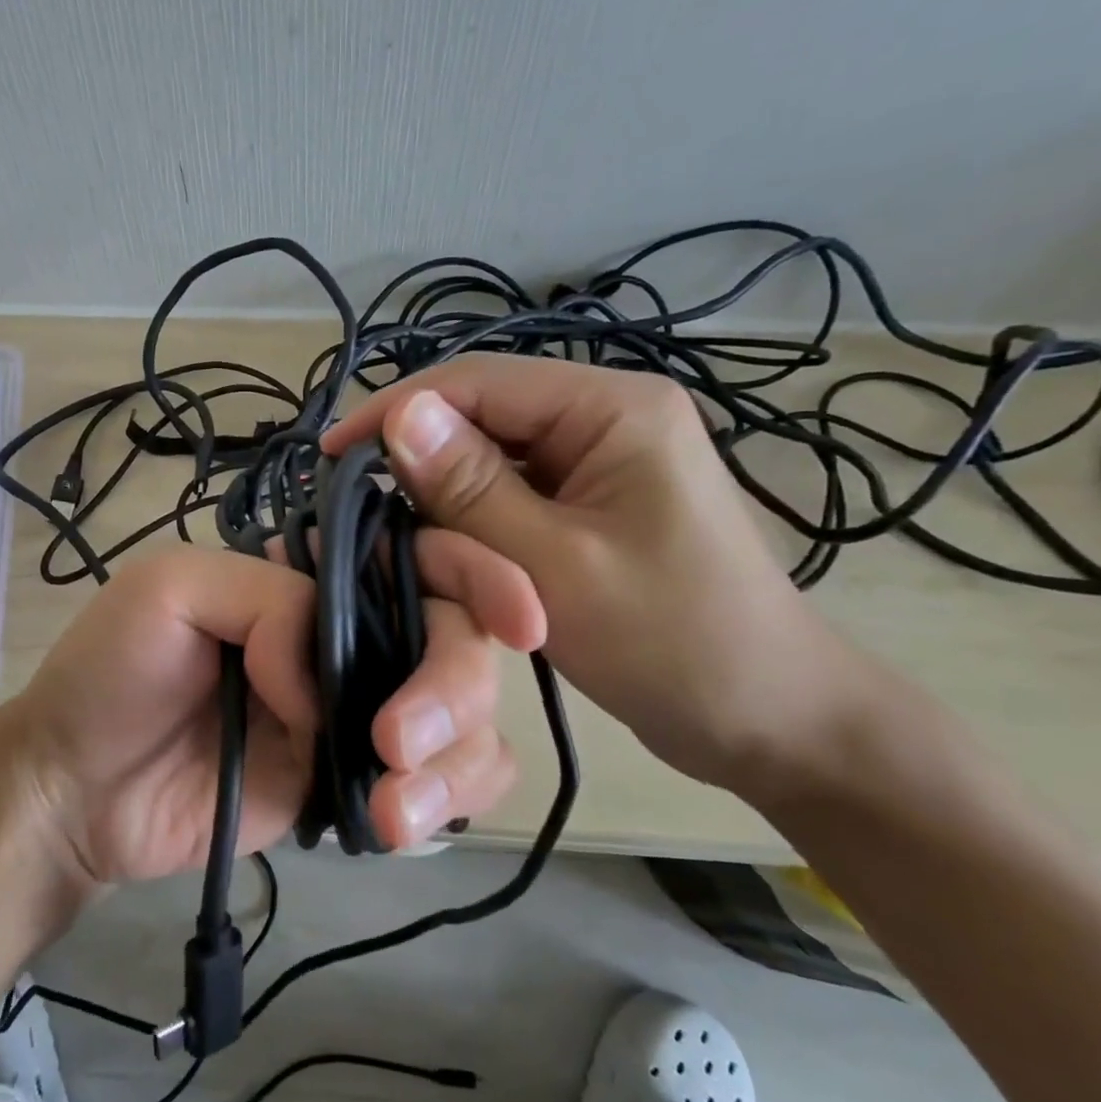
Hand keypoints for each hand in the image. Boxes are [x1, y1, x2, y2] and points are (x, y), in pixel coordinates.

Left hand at [0, 542, 544, 889]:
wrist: (79, 793)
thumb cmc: (109, 673)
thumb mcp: (171, 592)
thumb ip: (269, 600)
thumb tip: (332, 675)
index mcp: (313, 577)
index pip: (418, 557)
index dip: (478, 574)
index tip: (521, 617)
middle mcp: (351, 636)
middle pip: (457, 640)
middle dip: (453, 687)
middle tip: (394, 742)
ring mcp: (362, 712)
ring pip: (469, 717)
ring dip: (454, 760)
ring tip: (387, 810)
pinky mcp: (359, 781)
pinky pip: (446, 782)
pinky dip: (449, 799)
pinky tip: (395, 825)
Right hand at [323, 356, 868, 802]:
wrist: (770, 721)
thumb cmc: (673, 643)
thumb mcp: (556, 566)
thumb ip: (472, 488)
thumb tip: (398, 415)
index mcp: (613, 408)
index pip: (479, 381)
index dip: (396, 411)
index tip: (331, 458)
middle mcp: (606, 417)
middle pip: (484, 416)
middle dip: (418, 458)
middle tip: (353, 506)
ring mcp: (601, 462)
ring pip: (492, 458)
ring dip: (442, 493)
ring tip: (387, 530)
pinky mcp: (592, 505)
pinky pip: (513, 494)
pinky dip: (472, 519)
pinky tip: (441, 546)